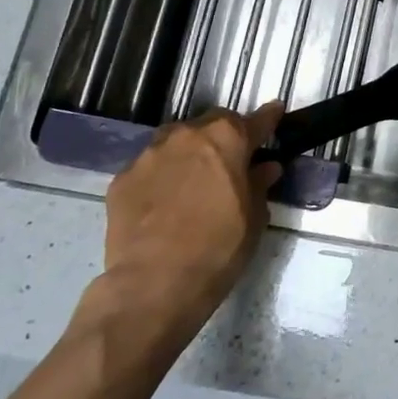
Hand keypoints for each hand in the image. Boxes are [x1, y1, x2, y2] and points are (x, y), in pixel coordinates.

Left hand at [80, 103, 285, 357]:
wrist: (153, 285)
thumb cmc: (218, 248)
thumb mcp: (254, 219)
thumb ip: (259, 185)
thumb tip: (266, 168)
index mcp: (226, 139)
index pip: (255, 121)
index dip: (268, 119)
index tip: (275, 113)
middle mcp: (187, 135)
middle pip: (211, 125)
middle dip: (224, 137)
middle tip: (230, 161)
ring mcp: (150, 155)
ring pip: (176, 142)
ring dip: (189, 153)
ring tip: (192, 181)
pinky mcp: (122, 179)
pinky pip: (149, 168)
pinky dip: (160, 177)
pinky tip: (162, 203)